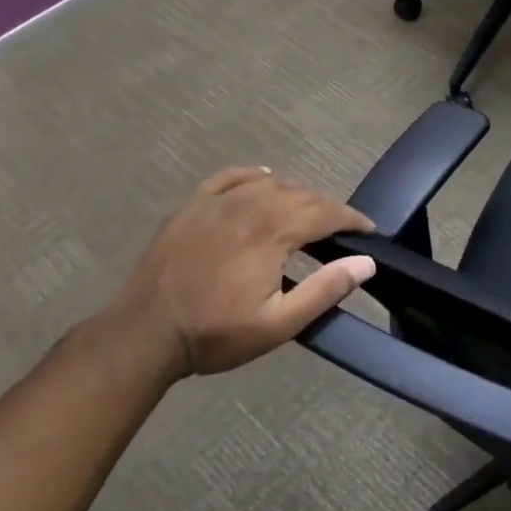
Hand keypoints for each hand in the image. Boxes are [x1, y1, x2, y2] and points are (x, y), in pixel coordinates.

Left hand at [108, 167, 375, 382]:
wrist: (142, 336)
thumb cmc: (214, 334)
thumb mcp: (278, 324)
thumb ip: (325, 290)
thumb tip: (366, 262)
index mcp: (272, 232)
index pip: (326, 212)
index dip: (352, 219)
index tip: (369, 231)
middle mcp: (249, 205)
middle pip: (302, 194)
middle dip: (329, 208)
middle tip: (342, 230)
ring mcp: (217, 202)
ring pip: (271, 183)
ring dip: (298, 194)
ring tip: (308, 213)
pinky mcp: (192, 206)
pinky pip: (231, 177)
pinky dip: (254, 175)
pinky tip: (264, 178)